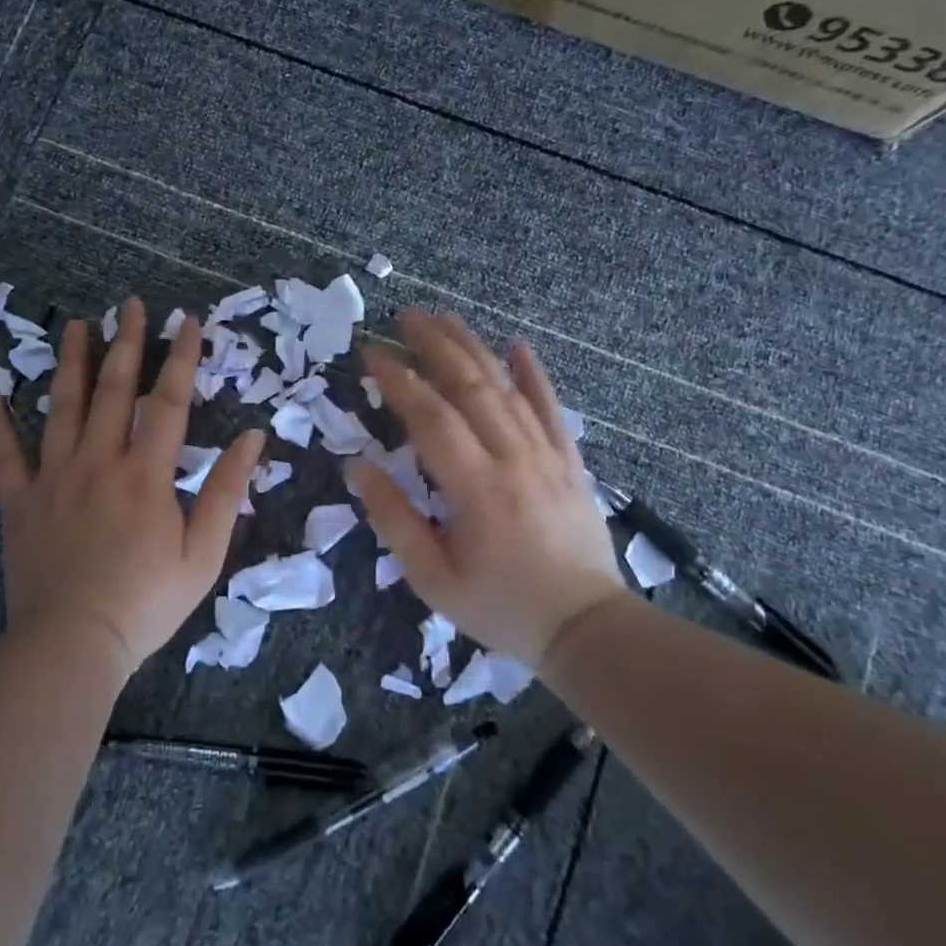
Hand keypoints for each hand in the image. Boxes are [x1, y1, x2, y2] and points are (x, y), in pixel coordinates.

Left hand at [0, 296, 263, 675]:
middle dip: (126, 343)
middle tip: (130, 304)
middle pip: (113, 390)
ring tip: (76, 324)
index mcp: (146, 474)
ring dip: (71, 361)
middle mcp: (99, 461)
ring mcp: (54, 477)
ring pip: (61, 406)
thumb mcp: (204, 554)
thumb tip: (252, 439)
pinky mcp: (20, 501)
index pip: (168, 401)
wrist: (72, 645)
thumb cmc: (146, 603)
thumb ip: (227, 492)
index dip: (181, 357)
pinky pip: (5, 452)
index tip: (187, 320)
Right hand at [348, 312, 630, 667]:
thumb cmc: (500, 606)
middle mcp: (512, 458)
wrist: (586, 628)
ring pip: (506, 388)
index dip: (398, 378)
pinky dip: (535, 374)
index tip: (372, 352)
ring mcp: (547, 455)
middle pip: (470, 386)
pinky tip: (519, 346)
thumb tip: (358, 466)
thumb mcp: (433, 578)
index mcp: (475, 487)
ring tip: (445, 319)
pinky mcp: (570, 461)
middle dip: (434, 346)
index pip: (429, 416)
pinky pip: (551, 408)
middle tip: (405, 316)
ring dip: (474, 349)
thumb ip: (393, 519)